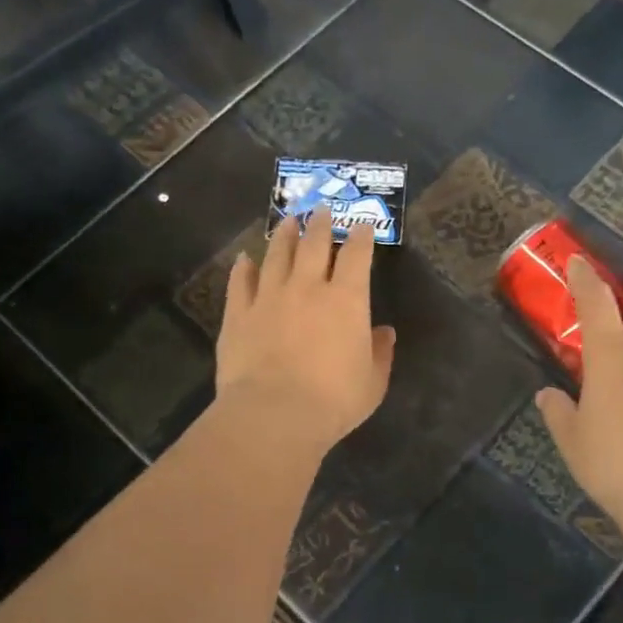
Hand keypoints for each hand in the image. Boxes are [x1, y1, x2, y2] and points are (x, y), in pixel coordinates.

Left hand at [215, 213, 396, 457]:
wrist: (274, 414)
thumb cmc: (333, 401)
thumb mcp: (372, 382)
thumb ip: (380, 353)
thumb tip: (384, 332)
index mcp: (346, 299)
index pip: (356, 255)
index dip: (360, 236)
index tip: (361, 225)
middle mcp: (307, 287)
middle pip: (313, 244)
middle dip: (320, 223)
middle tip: (321, 209)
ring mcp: (269, 297)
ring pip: (276, 255)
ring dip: (283, 235)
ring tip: (287, 221)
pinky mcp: (238, 314)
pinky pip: (240, 282)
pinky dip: (243, 268)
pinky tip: (244, 259)